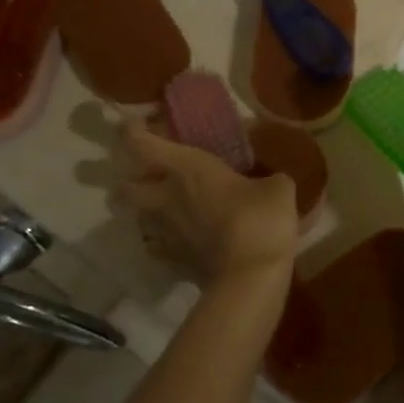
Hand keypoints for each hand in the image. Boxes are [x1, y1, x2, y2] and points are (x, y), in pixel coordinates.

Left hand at [122, 122, 296, 292]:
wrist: (249, 278)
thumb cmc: (259, 220)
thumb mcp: (278, 187)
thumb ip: (268, 179)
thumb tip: (270, 181)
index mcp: (187, 169)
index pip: (142, 144)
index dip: (131, 131)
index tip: (133, 124)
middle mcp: (166, 198)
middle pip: (126, 187)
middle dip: (129, 179)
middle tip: (146, 174)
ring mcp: (165, 233)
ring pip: (138, 218)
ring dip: (145, 210)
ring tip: (165, 207)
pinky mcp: (172, 262)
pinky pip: (155, 245)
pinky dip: (160, 239)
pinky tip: (177, 237)